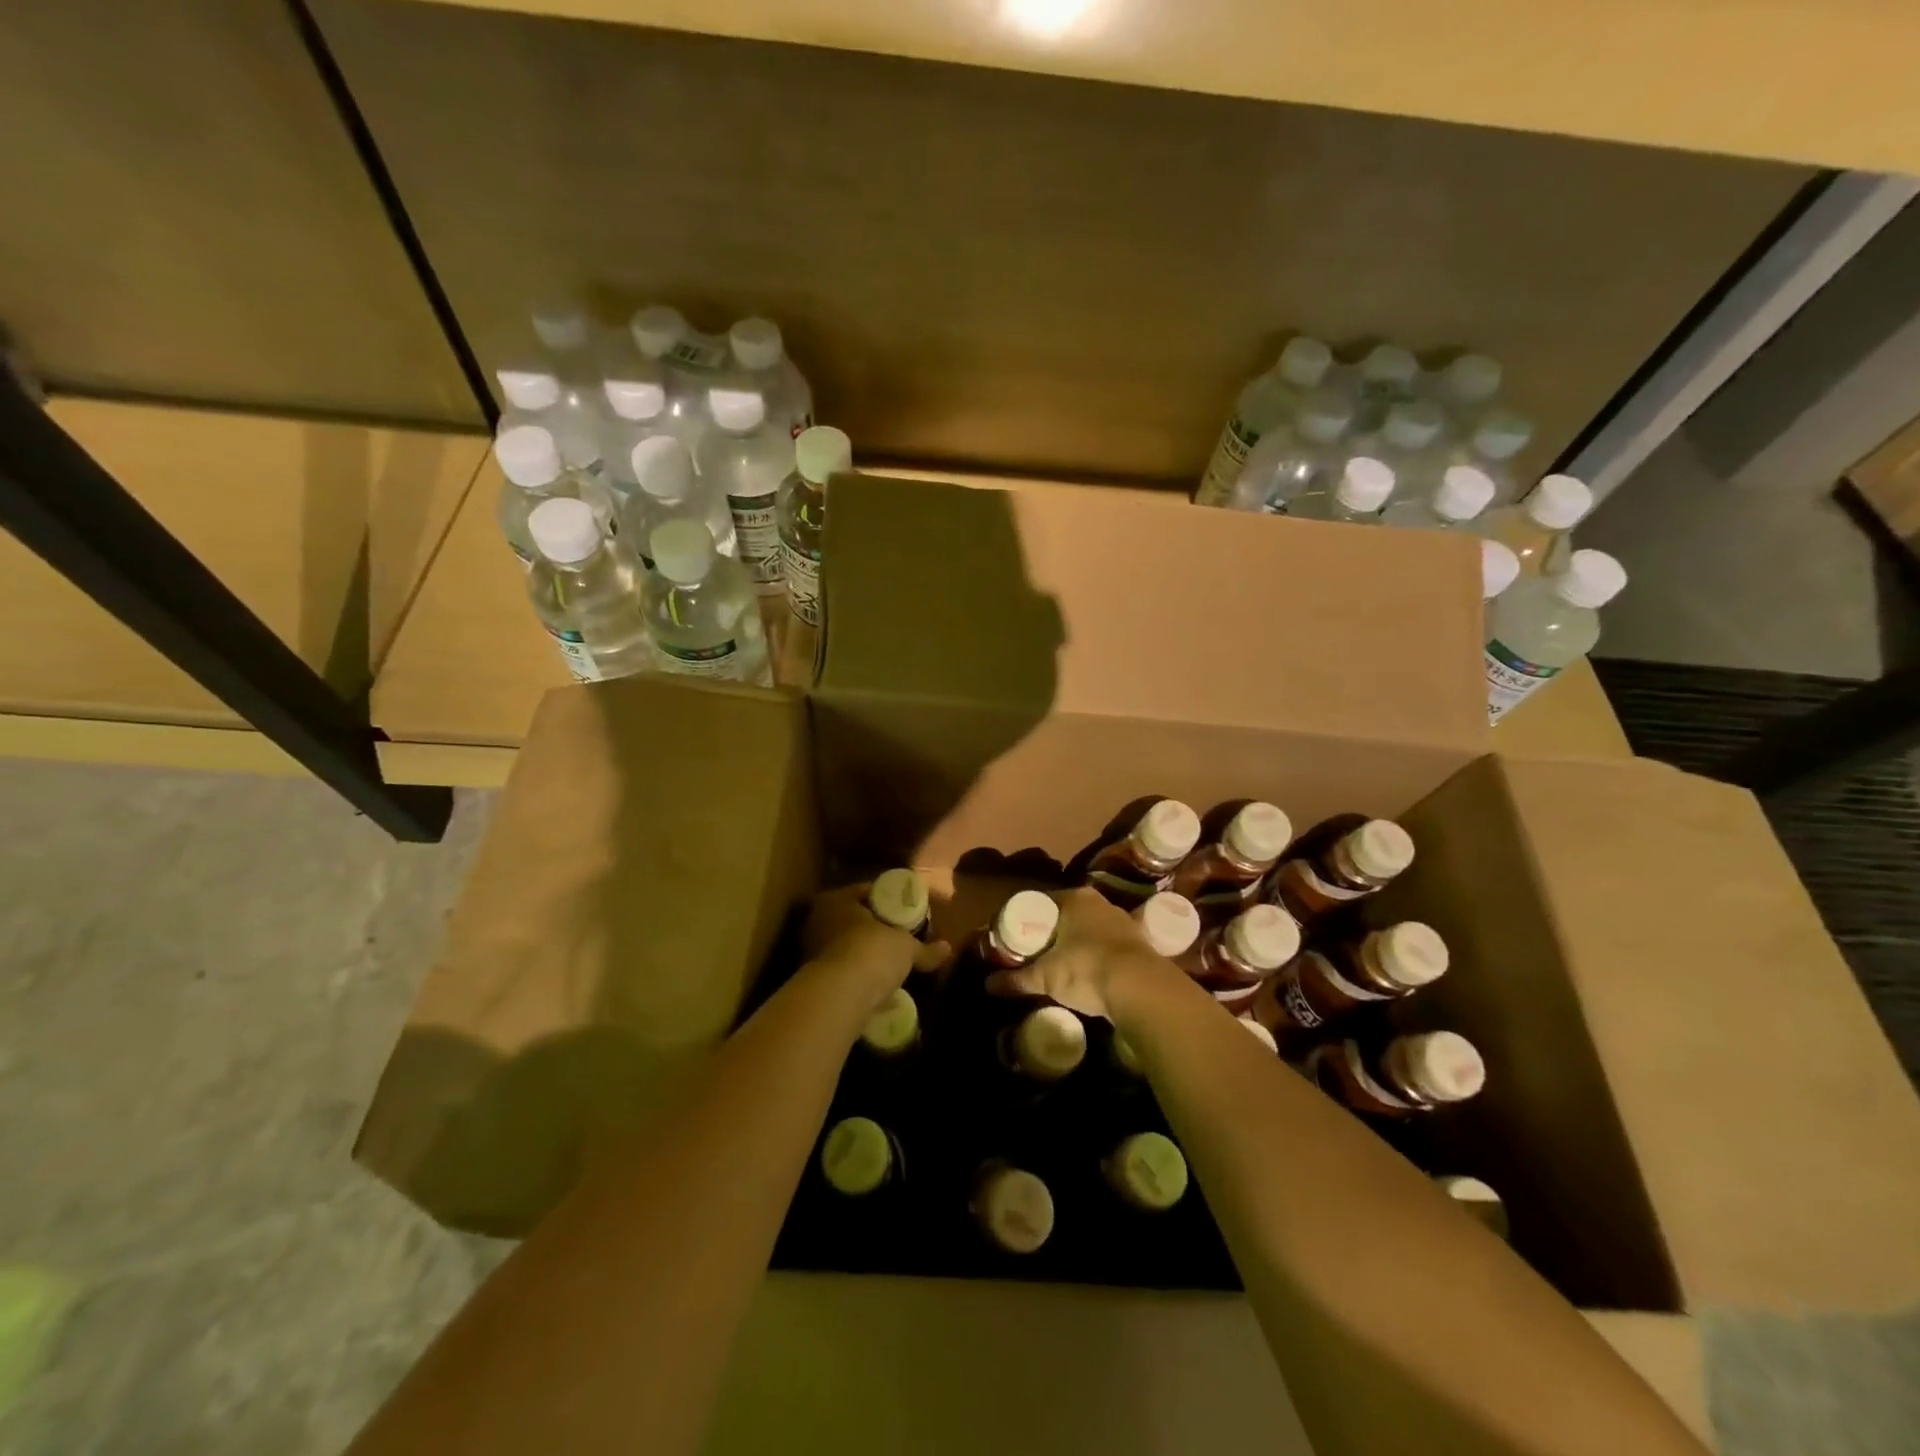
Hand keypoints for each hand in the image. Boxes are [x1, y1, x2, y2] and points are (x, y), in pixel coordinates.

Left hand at [802, 884, 948, 995]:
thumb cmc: (872, 952)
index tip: (906, 910)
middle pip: (853, 920)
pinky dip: (857, 978)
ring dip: (864, 955)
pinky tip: (876, 988)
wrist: (839, 996)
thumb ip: (925, 949)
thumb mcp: (906, 947)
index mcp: (836, 900)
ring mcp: (811, 952)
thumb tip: (947, 948)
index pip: (866, 892)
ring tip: (890, 964)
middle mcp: (817, 921)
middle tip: (899, 936)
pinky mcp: (814, 981)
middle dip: (874, 929)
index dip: (888, 900)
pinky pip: (842, 973)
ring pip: (845, 947)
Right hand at [985, 887, 1170, 1019]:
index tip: (1013, 937)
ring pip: (1088, 930)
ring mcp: (1122, 921)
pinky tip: (1087, 974)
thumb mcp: (1046, 976)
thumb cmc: (1086, 969)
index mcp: (1074, 898)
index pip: (1040, 902)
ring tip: (1058, 965)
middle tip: (1032, 953)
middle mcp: (1099, 902)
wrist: (1142, 989)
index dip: (1024, 919)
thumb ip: (1017, 979)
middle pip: (1065, 915)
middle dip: (1049, 933)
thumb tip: (988, 985)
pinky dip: (1094, 957)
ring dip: (1074, 944)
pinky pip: (1106, 946)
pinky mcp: (1139, 944)